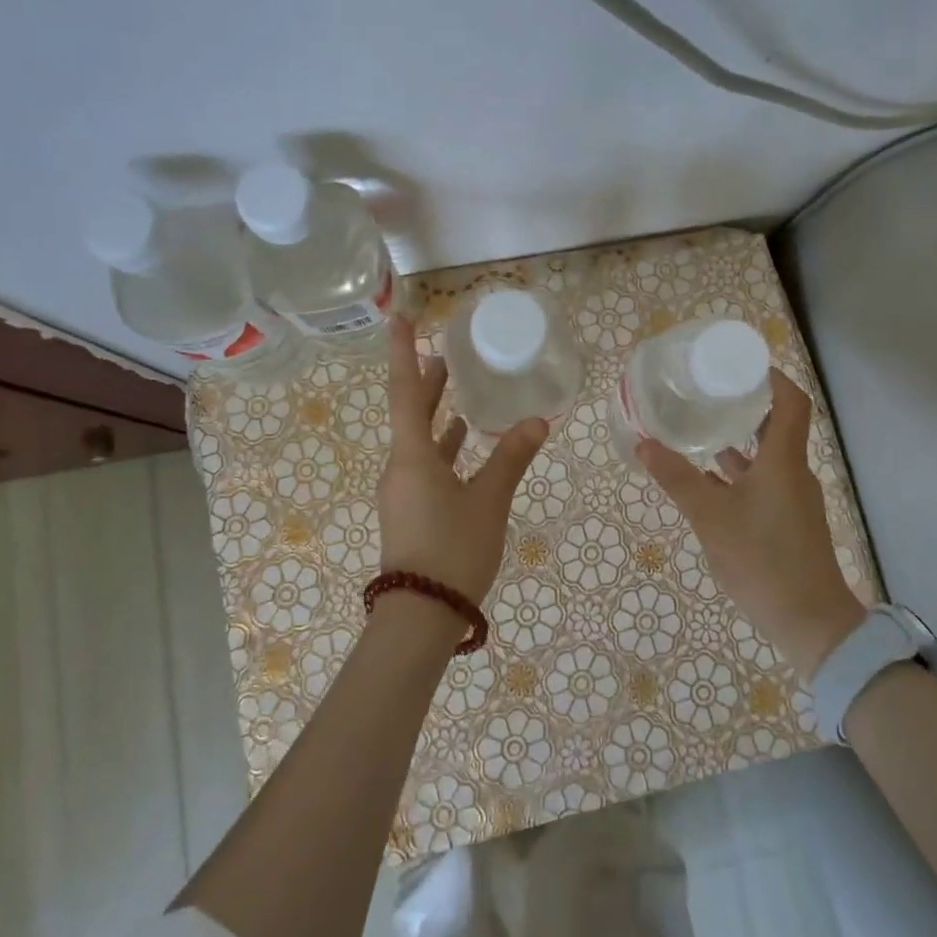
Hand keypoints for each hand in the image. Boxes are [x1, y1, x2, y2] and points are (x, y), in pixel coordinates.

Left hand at [378, 316, 548, 606]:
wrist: (420, 617)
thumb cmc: (453, 550)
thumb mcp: (489, 502)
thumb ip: (511, 458)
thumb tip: (537, 420)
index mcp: (412, 457)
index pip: (403, 392)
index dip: (402, 353)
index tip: (398, 319)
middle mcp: (400, 467)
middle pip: (409, 412)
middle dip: (423, 380)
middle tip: (442, 351)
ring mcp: (403, 491)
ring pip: (417, 439)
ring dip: (433, 412)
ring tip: (452, 385)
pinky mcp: (411, 510)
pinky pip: (425, 463)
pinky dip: (442, 445)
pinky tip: (461, 441)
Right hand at [637, 370, 865, 679]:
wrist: (811, 623)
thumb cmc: (763, 560)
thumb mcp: (711, 518)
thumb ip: (677, 479)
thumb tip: (644, 443)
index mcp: (783, 461)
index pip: (791, 402)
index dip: (771, 378)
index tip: (740, 365)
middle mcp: (793, 473)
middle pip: (778, 426)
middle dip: (747, 406)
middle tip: (710, 393)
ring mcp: (793, 500)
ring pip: (767, 457)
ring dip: (740, 442)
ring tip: (702, 430)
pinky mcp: (788, 523)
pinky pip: (763, 483)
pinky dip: (739, 474)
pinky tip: (709, 482)